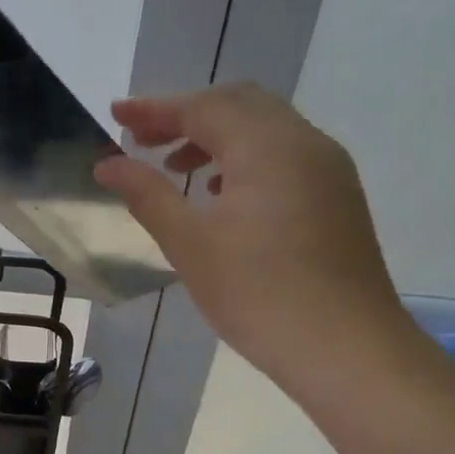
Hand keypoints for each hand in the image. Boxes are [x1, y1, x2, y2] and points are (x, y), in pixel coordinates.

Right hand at [95, 84, 406, 380]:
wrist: (347, 349)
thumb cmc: (258, 294)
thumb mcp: (189, 244)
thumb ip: (146, 194)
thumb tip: (107, 164)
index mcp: (267, 147)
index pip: (203, 107)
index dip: (154, 108)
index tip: (114, 114)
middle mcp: (304, 143)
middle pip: (238, 104)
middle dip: (185, 115)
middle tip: (141, 139)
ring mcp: (327, 168)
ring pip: (264, 127)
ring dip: (215, 135)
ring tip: (174, 168)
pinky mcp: (337, 195)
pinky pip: (284, 152)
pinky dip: (244, 156)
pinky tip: (220, 193)